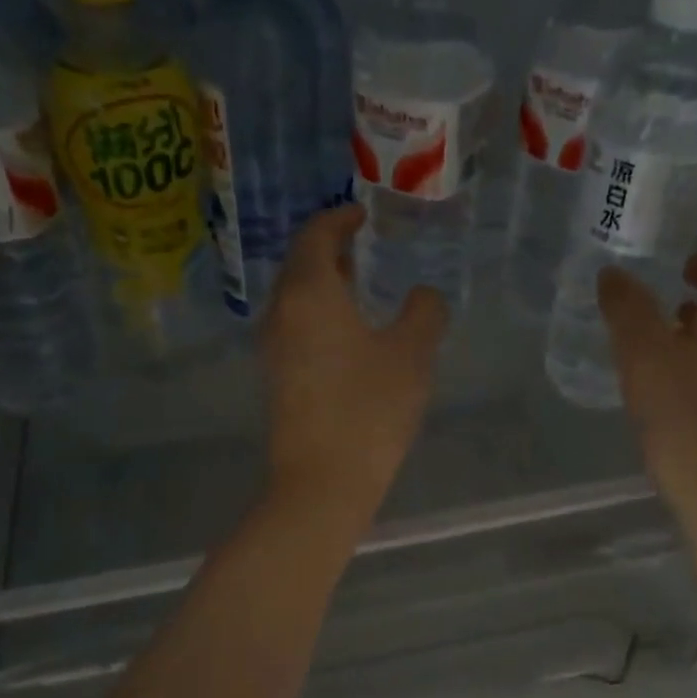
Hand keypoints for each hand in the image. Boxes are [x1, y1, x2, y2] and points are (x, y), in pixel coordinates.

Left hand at [261, 205, 446, 527]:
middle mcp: (281, 312)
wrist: (321, 482)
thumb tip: (423, 295)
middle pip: (299, 265)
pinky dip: (317, 313)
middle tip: (364, 248)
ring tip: (358, 286)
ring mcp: (272, 347)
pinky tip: (347, 333)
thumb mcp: (412, 355)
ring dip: (323, 284)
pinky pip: (294, 326)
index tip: (362, 214)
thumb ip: (424, 313)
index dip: (339, 219)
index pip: (316, 236)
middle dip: (330, 250)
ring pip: (294, 297)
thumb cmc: (368, 410)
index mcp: (309, 293)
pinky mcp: (275, 377)